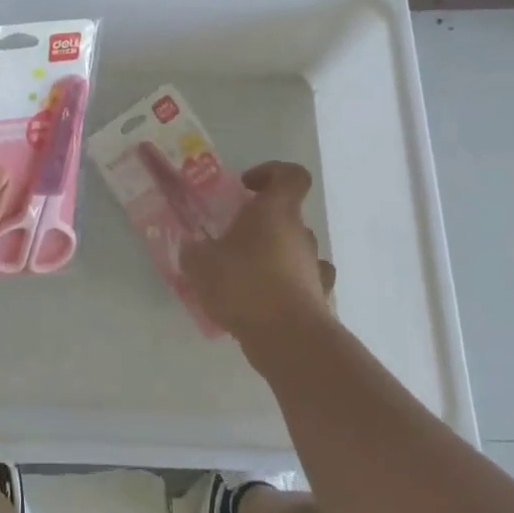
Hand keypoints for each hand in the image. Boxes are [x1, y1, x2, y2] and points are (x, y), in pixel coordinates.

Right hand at [180, 161, 335, 355]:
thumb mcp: (200, 263)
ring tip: (247, 276)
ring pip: (297, 250)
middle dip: (262, 224)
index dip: (271, 173)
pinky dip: (290, 287)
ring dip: (276, 256)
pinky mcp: (321, 299)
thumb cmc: (244, 285)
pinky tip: (268, 302)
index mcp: (276, 211)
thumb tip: (192, 247)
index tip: (246, 187)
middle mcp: (301, 234)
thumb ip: (193, 250)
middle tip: (232, 240)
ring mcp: (315, 267)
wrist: (288, 339)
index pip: (291, 175)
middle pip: (289, 215)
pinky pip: (306, 284)